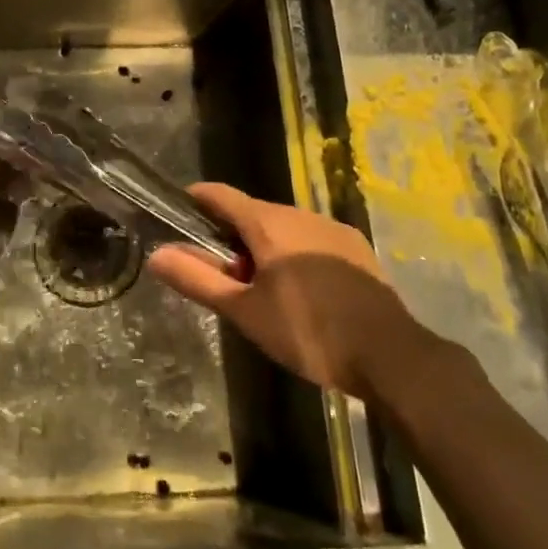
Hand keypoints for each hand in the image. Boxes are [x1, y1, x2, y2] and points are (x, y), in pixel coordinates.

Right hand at [146, 183, 421, 399]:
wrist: (390, 354)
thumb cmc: (308, 331)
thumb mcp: (245, 312)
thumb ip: (198, 280)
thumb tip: (157, 255)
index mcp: (268, 222)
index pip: (220, 194)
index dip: (196, 200)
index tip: (178, 214)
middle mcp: (299, 213)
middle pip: (252, 212)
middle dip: (231, 236)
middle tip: (222, 275)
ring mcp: (332, 227)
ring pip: (283, 226)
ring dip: (264, 246)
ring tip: (261, 289)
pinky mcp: (355, 247)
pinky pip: (311, 239)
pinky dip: (294, 253)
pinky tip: (301, 291)